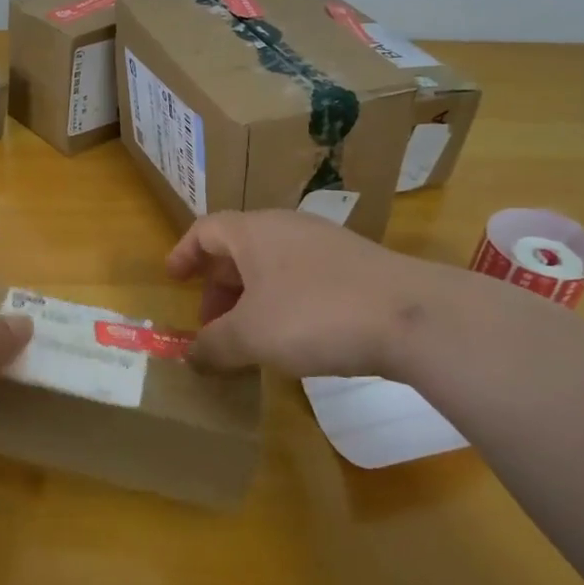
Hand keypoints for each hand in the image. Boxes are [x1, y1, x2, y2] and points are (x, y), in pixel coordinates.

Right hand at [166, 209, 462, 377]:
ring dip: (250, 297)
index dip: (184, 253)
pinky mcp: (354, 267)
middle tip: (209, 322)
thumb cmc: (314, 315)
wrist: (411, 316)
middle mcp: (286, 228)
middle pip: (238, 248)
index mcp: (254, 232)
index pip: (205, 230)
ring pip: (271, 264)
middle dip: (217, 285)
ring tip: (247, 335)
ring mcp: (324, 244)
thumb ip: (214, 345)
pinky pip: (300, 277)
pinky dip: (281, 301)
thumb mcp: (252, 335)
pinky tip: (291, 336)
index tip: (172, 279)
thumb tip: (192, 356)